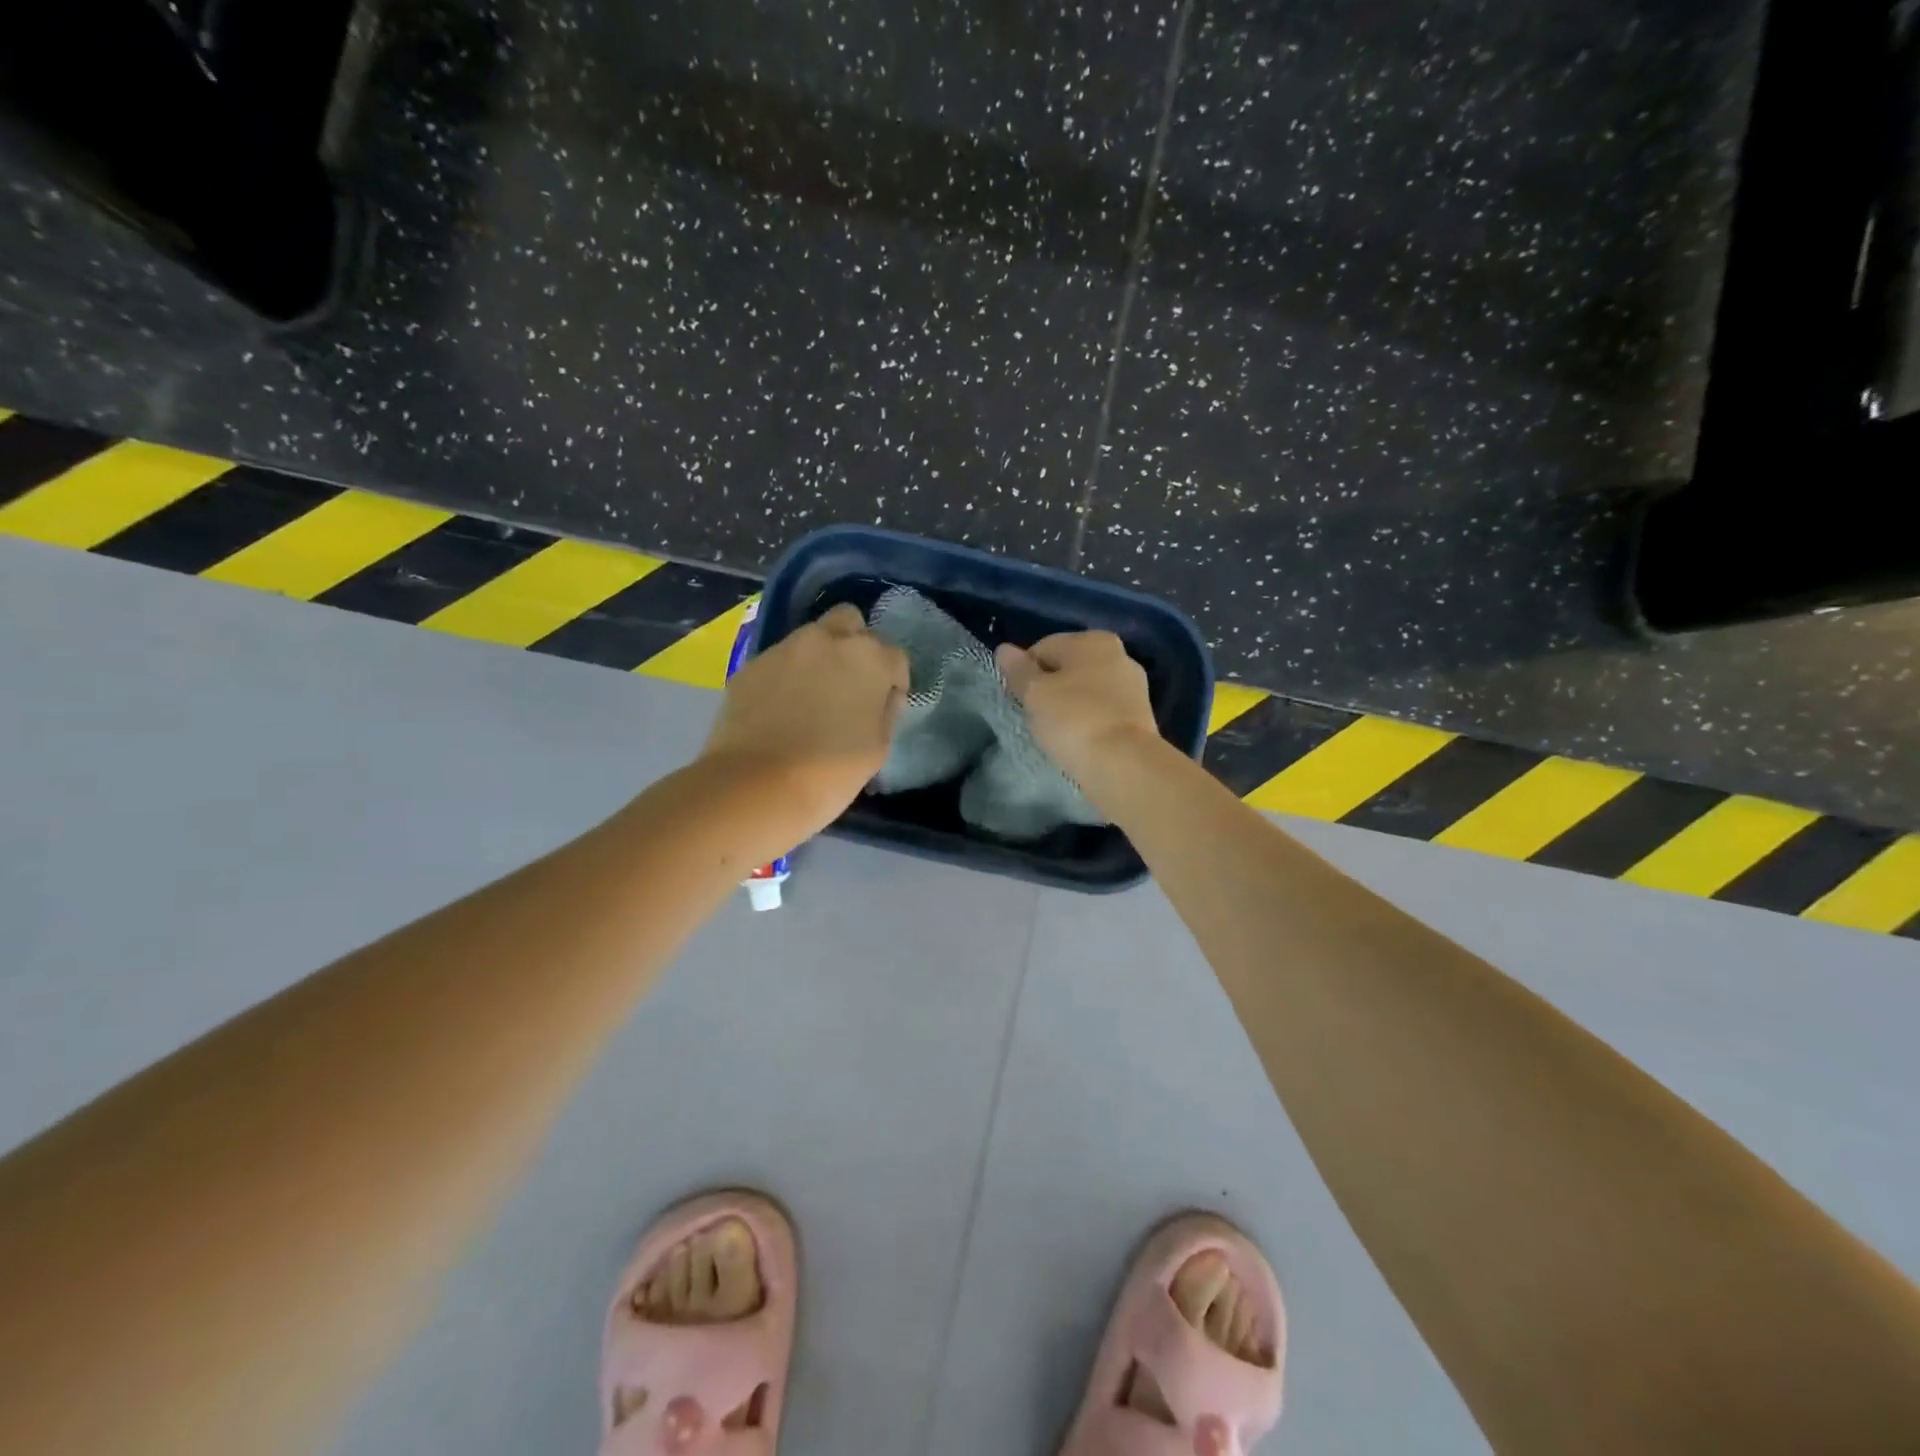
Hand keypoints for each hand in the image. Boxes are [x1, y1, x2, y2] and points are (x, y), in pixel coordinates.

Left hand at [699, 603, 909, 842]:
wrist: (755, 786)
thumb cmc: (830, 772)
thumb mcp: (878, 748)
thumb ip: (885, 711)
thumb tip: (883, 695)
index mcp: (869, 658)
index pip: (894, 656)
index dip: (892, 681)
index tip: (884, 705)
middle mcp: (828, 640)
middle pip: (850, 621)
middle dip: (855, 644)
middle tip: (850, 682)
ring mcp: (785, 649)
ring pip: (811, 637)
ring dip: (819, 657)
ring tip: (812, 697)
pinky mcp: (751, 665)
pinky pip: (779, 661)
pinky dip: (786, 676)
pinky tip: (781, 709)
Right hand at [995, 631, 1163, 801]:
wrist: (1123, 764)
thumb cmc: (1073, 719)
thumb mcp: (1034, 693)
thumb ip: (1018, 670)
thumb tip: (1004, 649)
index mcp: (1093, 640)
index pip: (1043, 648)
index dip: (1025, 673)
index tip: (1019, 700)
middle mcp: (1119, 655)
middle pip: (1067, 668)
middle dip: (1049, 689)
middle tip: (1035, 717)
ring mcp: (1133, 687)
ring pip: (1086, 691)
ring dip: (1069, 707)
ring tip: (1057, 733)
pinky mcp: (1139, 716)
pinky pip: (1101, 712)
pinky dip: (1088, 721)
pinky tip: (1079, 740)